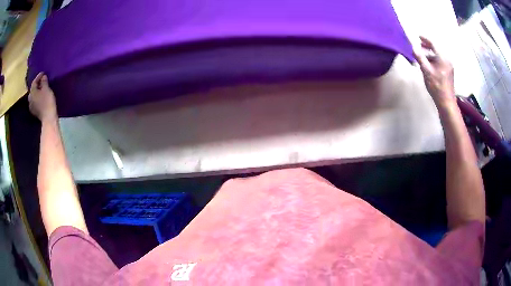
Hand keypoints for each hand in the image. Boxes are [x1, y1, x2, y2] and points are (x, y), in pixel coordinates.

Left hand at [28, 72, 57, 121]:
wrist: (48, 118)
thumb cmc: (47, 101)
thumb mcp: (46, 89)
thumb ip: (44, 82)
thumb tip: (43, 77)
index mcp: (32, 92)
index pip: (34, 82)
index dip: (38, 76)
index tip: (43, 72)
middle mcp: (30, 99)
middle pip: (32, 90)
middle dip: (36, 86)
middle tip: (41, 82)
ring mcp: (32, 107)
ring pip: (33, 97)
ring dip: (36, 93)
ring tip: (41, 90)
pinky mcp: (35, 112)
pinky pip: (35, 102)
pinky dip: (37, 99)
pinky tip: (41, 98)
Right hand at [413, 36, 454, 107]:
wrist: (446, 102)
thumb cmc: (436, 86)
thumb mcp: (426, 71)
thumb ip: (420, 57)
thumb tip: (413, 47)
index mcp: (443, 57)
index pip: (433, 43)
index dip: (425, 39)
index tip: (418, 37)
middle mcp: (447, 59)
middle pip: (436, 48)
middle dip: (427, 46)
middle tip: (419, 45)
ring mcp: (449, 66)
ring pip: (438, 55)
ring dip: (430, 53)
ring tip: (422, 55)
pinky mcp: (448, 71)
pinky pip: (440, 61)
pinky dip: (434, 59)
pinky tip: (428, 64)